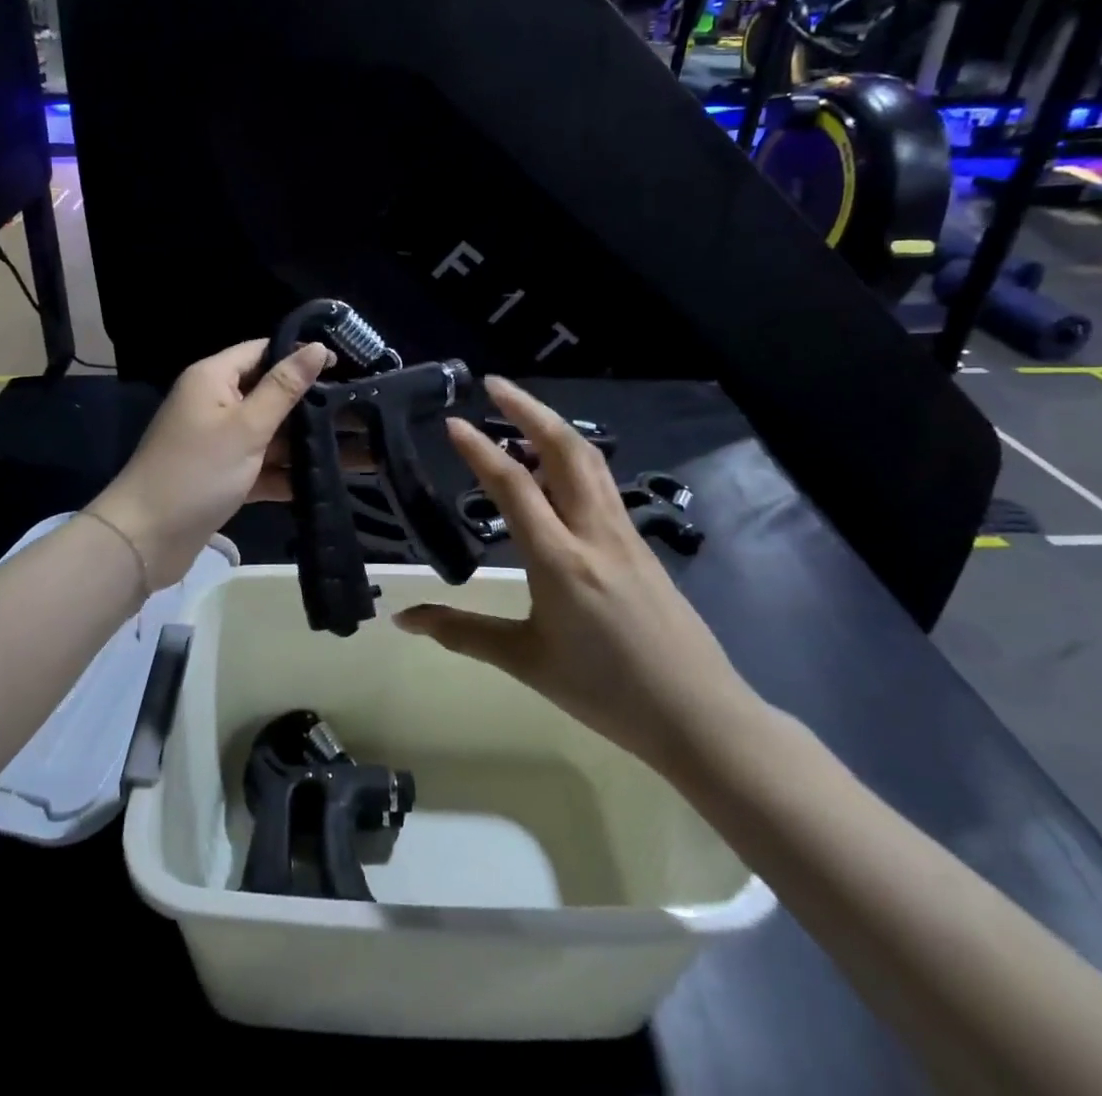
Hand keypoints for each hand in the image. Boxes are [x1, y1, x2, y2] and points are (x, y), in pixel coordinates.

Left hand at [88, 339, 334, 588]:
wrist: (145, 539)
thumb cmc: (197, 472)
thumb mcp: (247, 427)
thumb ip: (284, 388)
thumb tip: (316, 348)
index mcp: (213, 378)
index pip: (263, 350)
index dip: (301, 355)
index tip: (347, 365)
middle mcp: (215, 404)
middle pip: (270, 393)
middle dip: (311, 403)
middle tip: (360, 409)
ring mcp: (218, 442)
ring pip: (270, 434)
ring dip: (305, 442)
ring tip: (357, 447)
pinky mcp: (222, 476)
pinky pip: (260, 466)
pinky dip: (286, 473)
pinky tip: (326, 481)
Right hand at [396, 377, 758, 774]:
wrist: (698, 715)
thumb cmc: (605, 691)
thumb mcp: (526, 661)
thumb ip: (461, 632)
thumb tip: (403, 619)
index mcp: (560, 560)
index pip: (515, 486)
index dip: (480, 450)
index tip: (453, 422)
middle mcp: (594, 532)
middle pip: (564, 450)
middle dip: (528, 409)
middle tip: (494, 385)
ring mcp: (623, 534)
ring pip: (589, 460)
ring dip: (553, 426)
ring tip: (519, 414)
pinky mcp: (640, 543)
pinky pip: (602, 483)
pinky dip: (573, 456)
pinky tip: (556, 468)